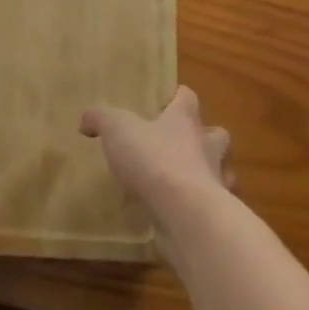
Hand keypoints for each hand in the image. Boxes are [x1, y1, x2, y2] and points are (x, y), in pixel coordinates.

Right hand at [80, 86, 232, 218]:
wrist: (185, 212)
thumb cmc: (154, 159)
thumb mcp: (117, 130)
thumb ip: (101, 119)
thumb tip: (86, 119)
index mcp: (185, 120)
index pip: (188, 98)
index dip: (179, 97)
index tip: (170, 100)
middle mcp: (207, 146)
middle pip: (216, 134)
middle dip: (205, 137)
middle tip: (183, 145)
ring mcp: (215, 180)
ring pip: (221, 170)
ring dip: (209, 173)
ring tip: (187, 181)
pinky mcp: (214, 212)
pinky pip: (212, 205)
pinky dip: (201, 207)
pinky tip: (183, 213)